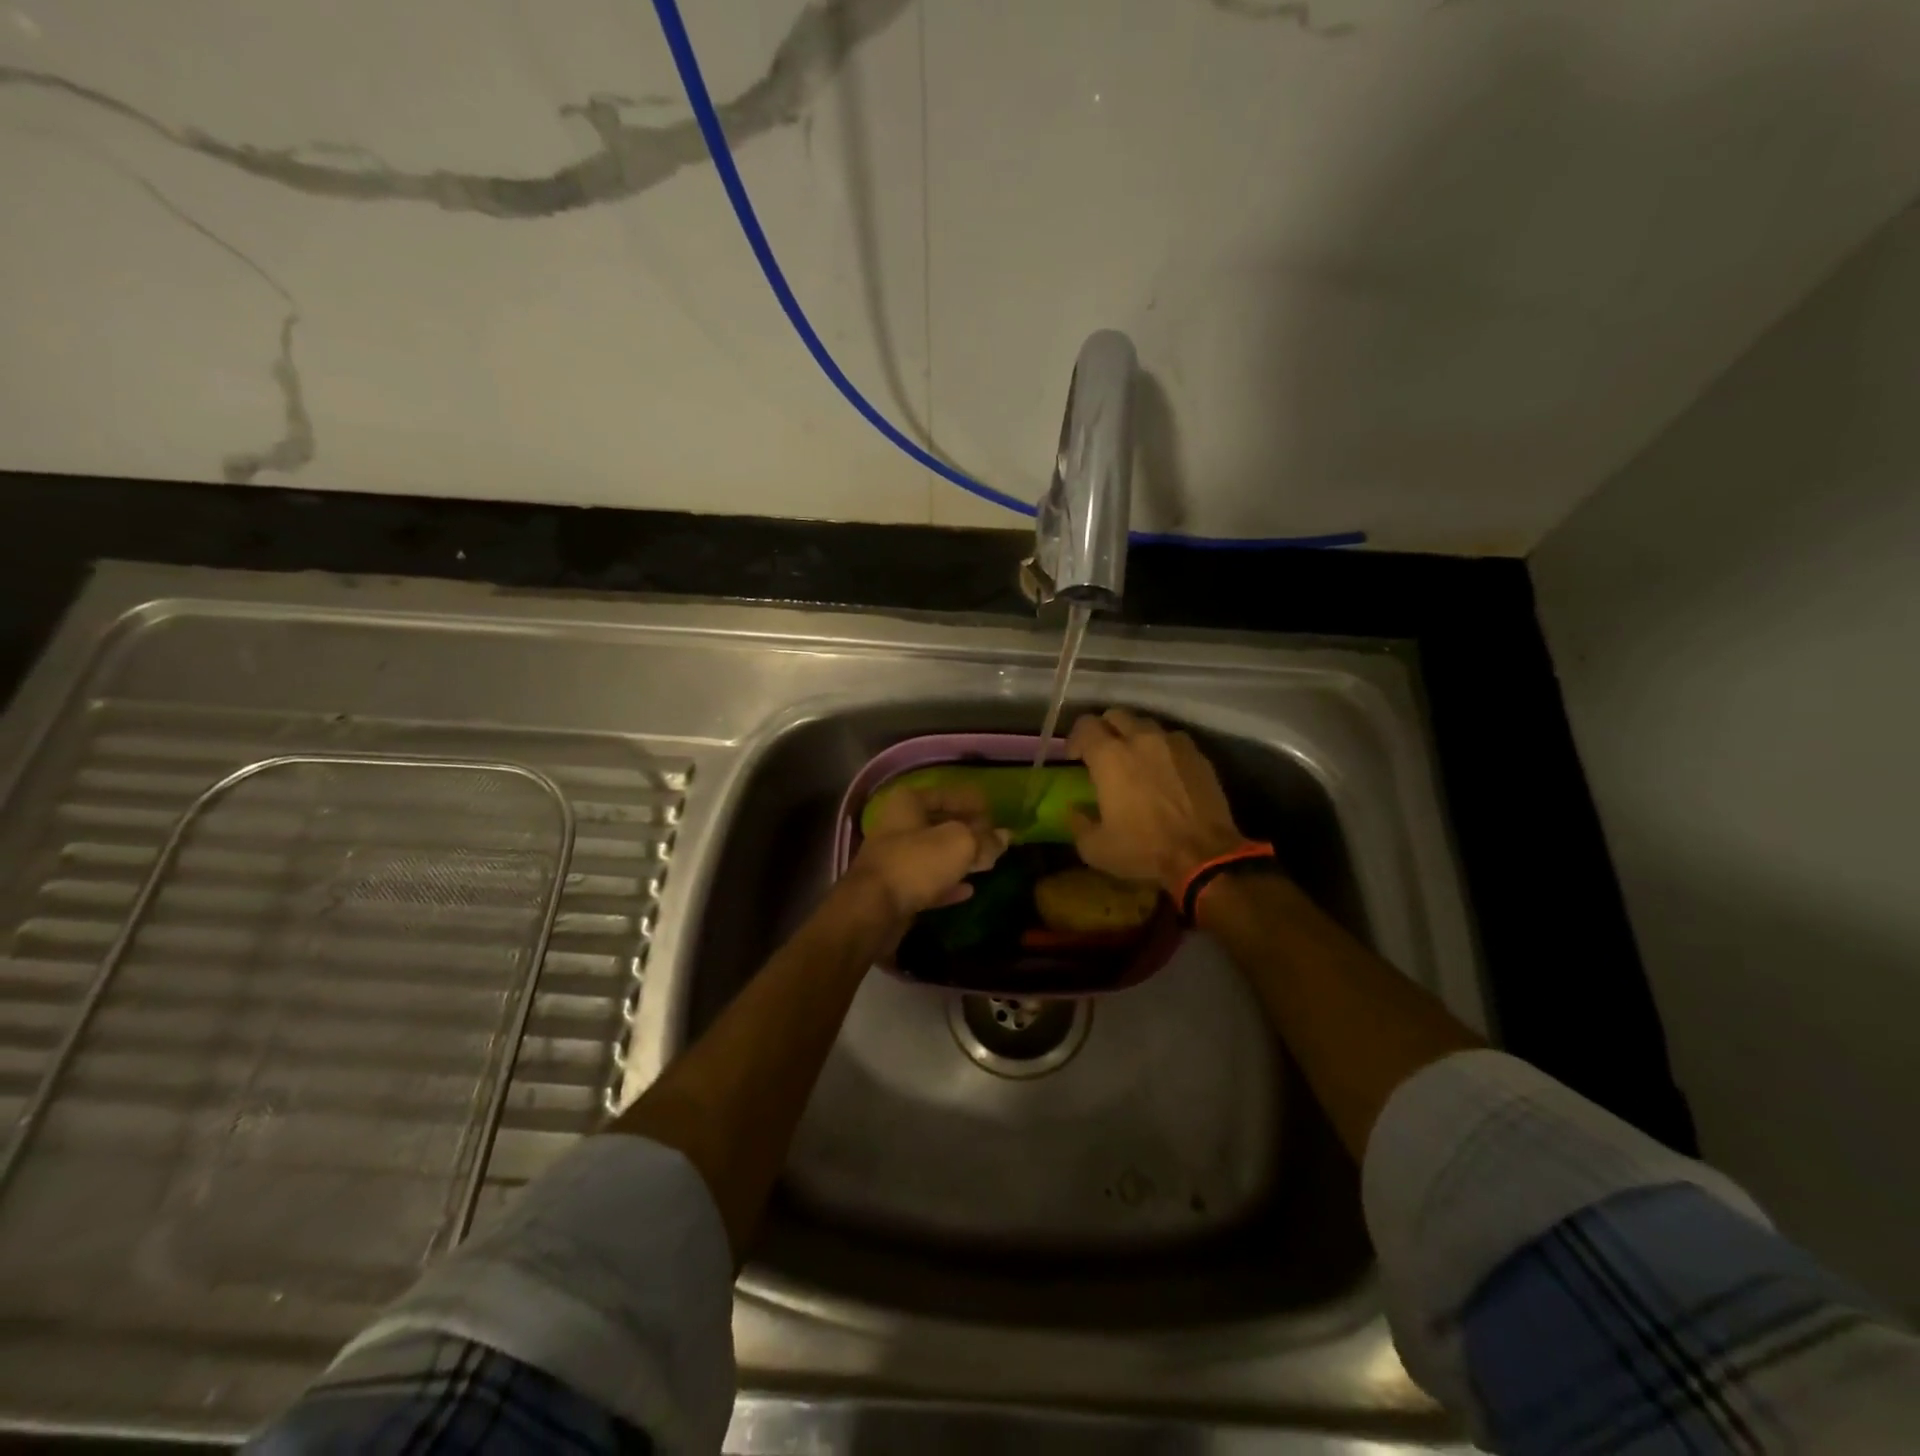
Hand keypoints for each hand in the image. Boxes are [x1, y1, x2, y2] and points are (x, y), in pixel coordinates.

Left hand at [843, 785, 1008, 928]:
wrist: (873, 910)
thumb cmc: (916, 863)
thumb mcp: (960, 844)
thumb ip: (985, 839)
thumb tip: (1005, 836)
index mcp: (908, 803)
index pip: (947, 794)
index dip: (973, 803)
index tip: (997, 814)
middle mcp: (897, 825)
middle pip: (940, 824)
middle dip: (968, 832)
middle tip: (995, 841)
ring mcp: (893, 858)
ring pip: (934, 853)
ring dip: (959, 858)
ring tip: (987, 863)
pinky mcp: (894, 888)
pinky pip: (927, 881)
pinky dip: (947, 883)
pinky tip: (969, 890)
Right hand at [1066, 708, 1249, 894]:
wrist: (1204, 855)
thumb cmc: (1144, 849)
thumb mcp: (1095, 848)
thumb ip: (1078, 822)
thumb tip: (1075, 808)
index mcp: (1109, 756)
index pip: (1085, 725)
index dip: (1075, 739)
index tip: (1074, 758)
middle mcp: (1140, 738)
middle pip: (1116, 715)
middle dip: (1105, 730)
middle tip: (1103, 754)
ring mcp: (1173, 743)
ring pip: (1146, 725)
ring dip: (1134, 736)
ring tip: (1135, 759)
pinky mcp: (1198, 754)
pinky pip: (1173, 740)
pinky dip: (1162, 748)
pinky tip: (1163, 769)